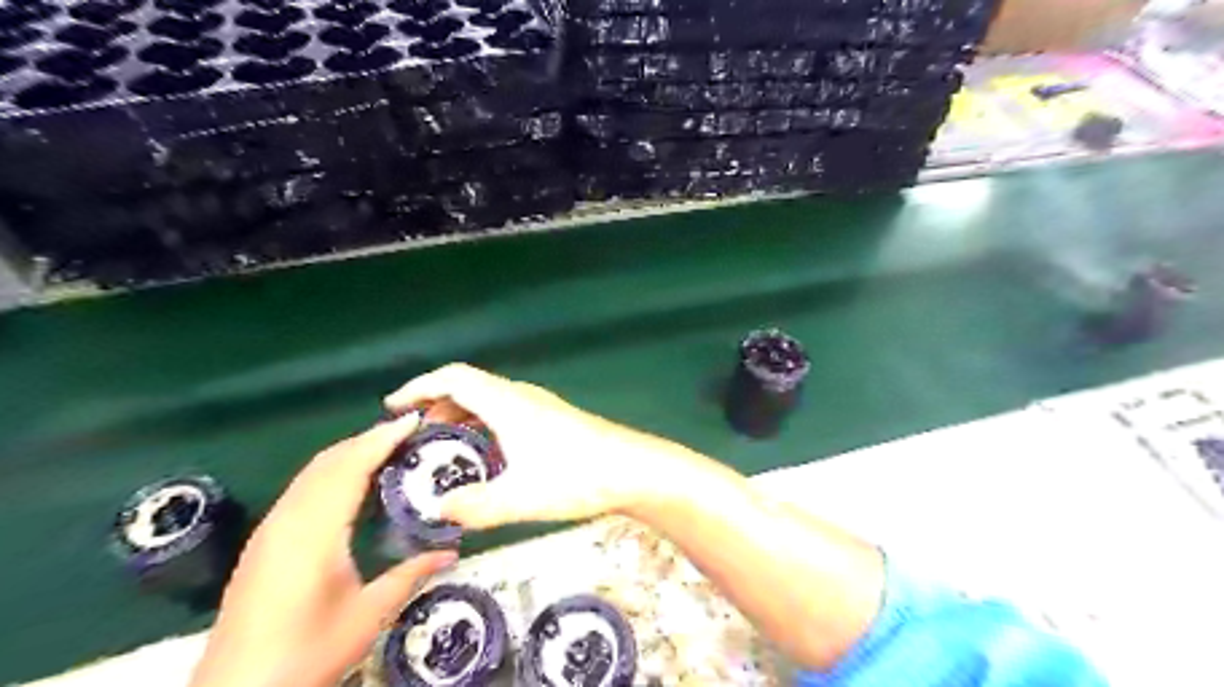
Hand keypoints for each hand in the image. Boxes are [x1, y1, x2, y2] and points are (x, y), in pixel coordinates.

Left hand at [189, 414, 456, 686]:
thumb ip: (411, 575)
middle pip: (328, 461)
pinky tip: (352, 481)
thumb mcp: (368, 615)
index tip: (414, 421)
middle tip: (408, 430)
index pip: (350, 467)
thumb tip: (451, 552)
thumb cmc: (305, 654)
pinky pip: (302, 488)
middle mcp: (287, 520)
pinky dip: (332, 470)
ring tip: (387, 446)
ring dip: (349, 452)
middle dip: (368, 438)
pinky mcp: (264, 542)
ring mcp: (270, 530)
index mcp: (314, 532)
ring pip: (312, 472)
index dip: (381, 439)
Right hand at [380, 364, 692, 529]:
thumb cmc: (576, 476)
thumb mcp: (520, 498)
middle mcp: (521, 396)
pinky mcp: (553, 419)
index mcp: (507, 403)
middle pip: (470, 386)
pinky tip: (486, 454)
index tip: (393, 406)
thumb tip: (439, 511)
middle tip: (414, 434)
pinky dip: (483, 424)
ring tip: (443, 445)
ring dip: (461, 415)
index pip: (454, 377)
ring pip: (489, 400)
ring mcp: (540, 406)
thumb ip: (474, 507)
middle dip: (437, 404)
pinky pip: (505, 411)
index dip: (420, 386)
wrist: (632, 469)